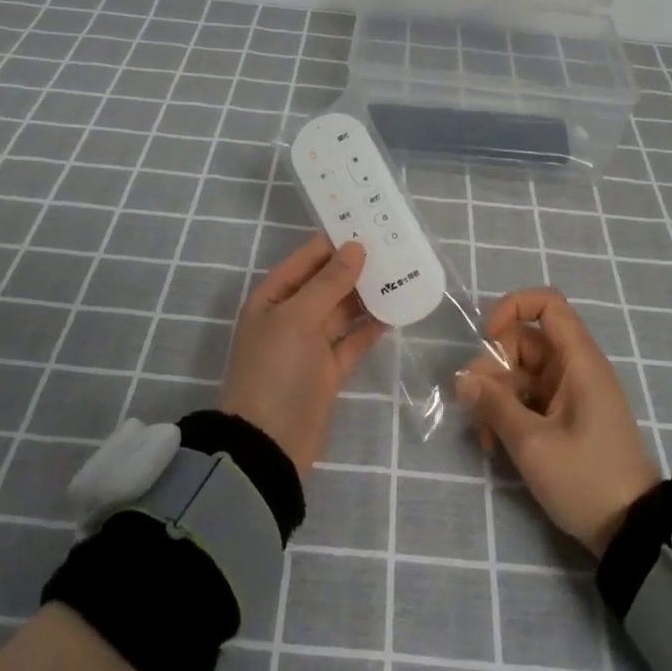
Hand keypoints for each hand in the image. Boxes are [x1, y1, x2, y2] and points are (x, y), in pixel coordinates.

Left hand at [221, 233, 385, 475]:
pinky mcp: (328, 370)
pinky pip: (352, 340)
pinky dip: (371, 327)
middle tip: (394, 247)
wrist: (270, 445)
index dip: (334, 243)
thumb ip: (328, 283)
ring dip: (367, 295)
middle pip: (326, 283)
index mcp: (272, 298)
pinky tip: (396, 311)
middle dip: (356, 267)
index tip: (369, 225)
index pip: (306, 259)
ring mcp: (309, 345)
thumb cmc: (276, 371)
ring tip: (401, 274)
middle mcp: (290, 317)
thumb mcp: (297, 319)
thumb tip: (356, 247)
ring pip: (342, 310)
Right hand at [456, 287, 660, 556]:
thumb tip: (463, 378)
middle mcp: (575, 368)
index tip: (488, 339)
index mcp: (579, 361)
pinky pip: (529, 397)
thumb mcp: (533, 444)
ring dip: (497, 396)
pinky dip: (510, 413)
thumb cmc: (587, 480)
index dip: (513, 308)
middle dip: (494, 368)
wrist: (633, 533)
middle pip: (524, 341)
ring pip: (521, 372)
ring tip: (486, 437)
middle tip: (479, 405)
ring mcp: (571, 393)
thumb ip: (495, 405)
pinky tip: (496, 444)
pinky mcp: (566, 416)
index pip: (547, 304)